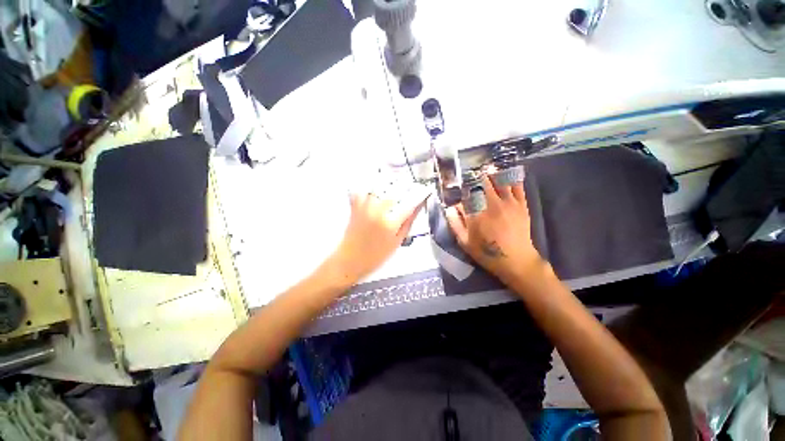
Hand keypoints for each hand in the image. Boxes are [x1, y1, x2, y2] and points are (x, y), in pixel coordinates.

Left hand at [331, 192, 425, 282]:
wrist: (350, 261)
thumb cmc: (373, 257)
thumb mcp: (396, 243)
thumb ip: (407, 224)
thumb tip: (416, 211)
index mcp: (390, 223)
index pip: (409, 205)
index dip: (419, 196)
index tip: (423, 192)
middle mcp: (377, 212)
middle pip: (393, 192)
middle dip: (403, 188)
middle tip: (408, 188)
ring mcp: (365, 209)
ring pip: (377, 188)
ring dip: (386, 186)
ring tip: (391, 188)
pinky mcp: (355, 208)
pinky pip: (360, 192)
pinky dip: (367, 189)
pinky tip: (373, 192)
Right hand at [445, 175, 542, 285]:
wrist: (516, 261)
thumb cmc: (487, 253)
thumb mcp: (464, 242)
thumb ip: (455, 223)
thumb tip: (450, 207)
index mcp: (475, 213)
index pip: (467, 192)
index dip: (463, 185)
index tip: (461, 182)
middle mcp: (491, 204)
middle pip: (483, 182)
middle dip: (477, 176)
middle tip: (474, 172)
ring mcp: (509, 203)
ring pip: (500, 181)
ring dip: (493, 173)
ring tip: (489, 167)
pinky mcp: (521, 205)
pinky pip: (517, 186)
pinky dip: (512, 177)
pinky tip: (508, 171)